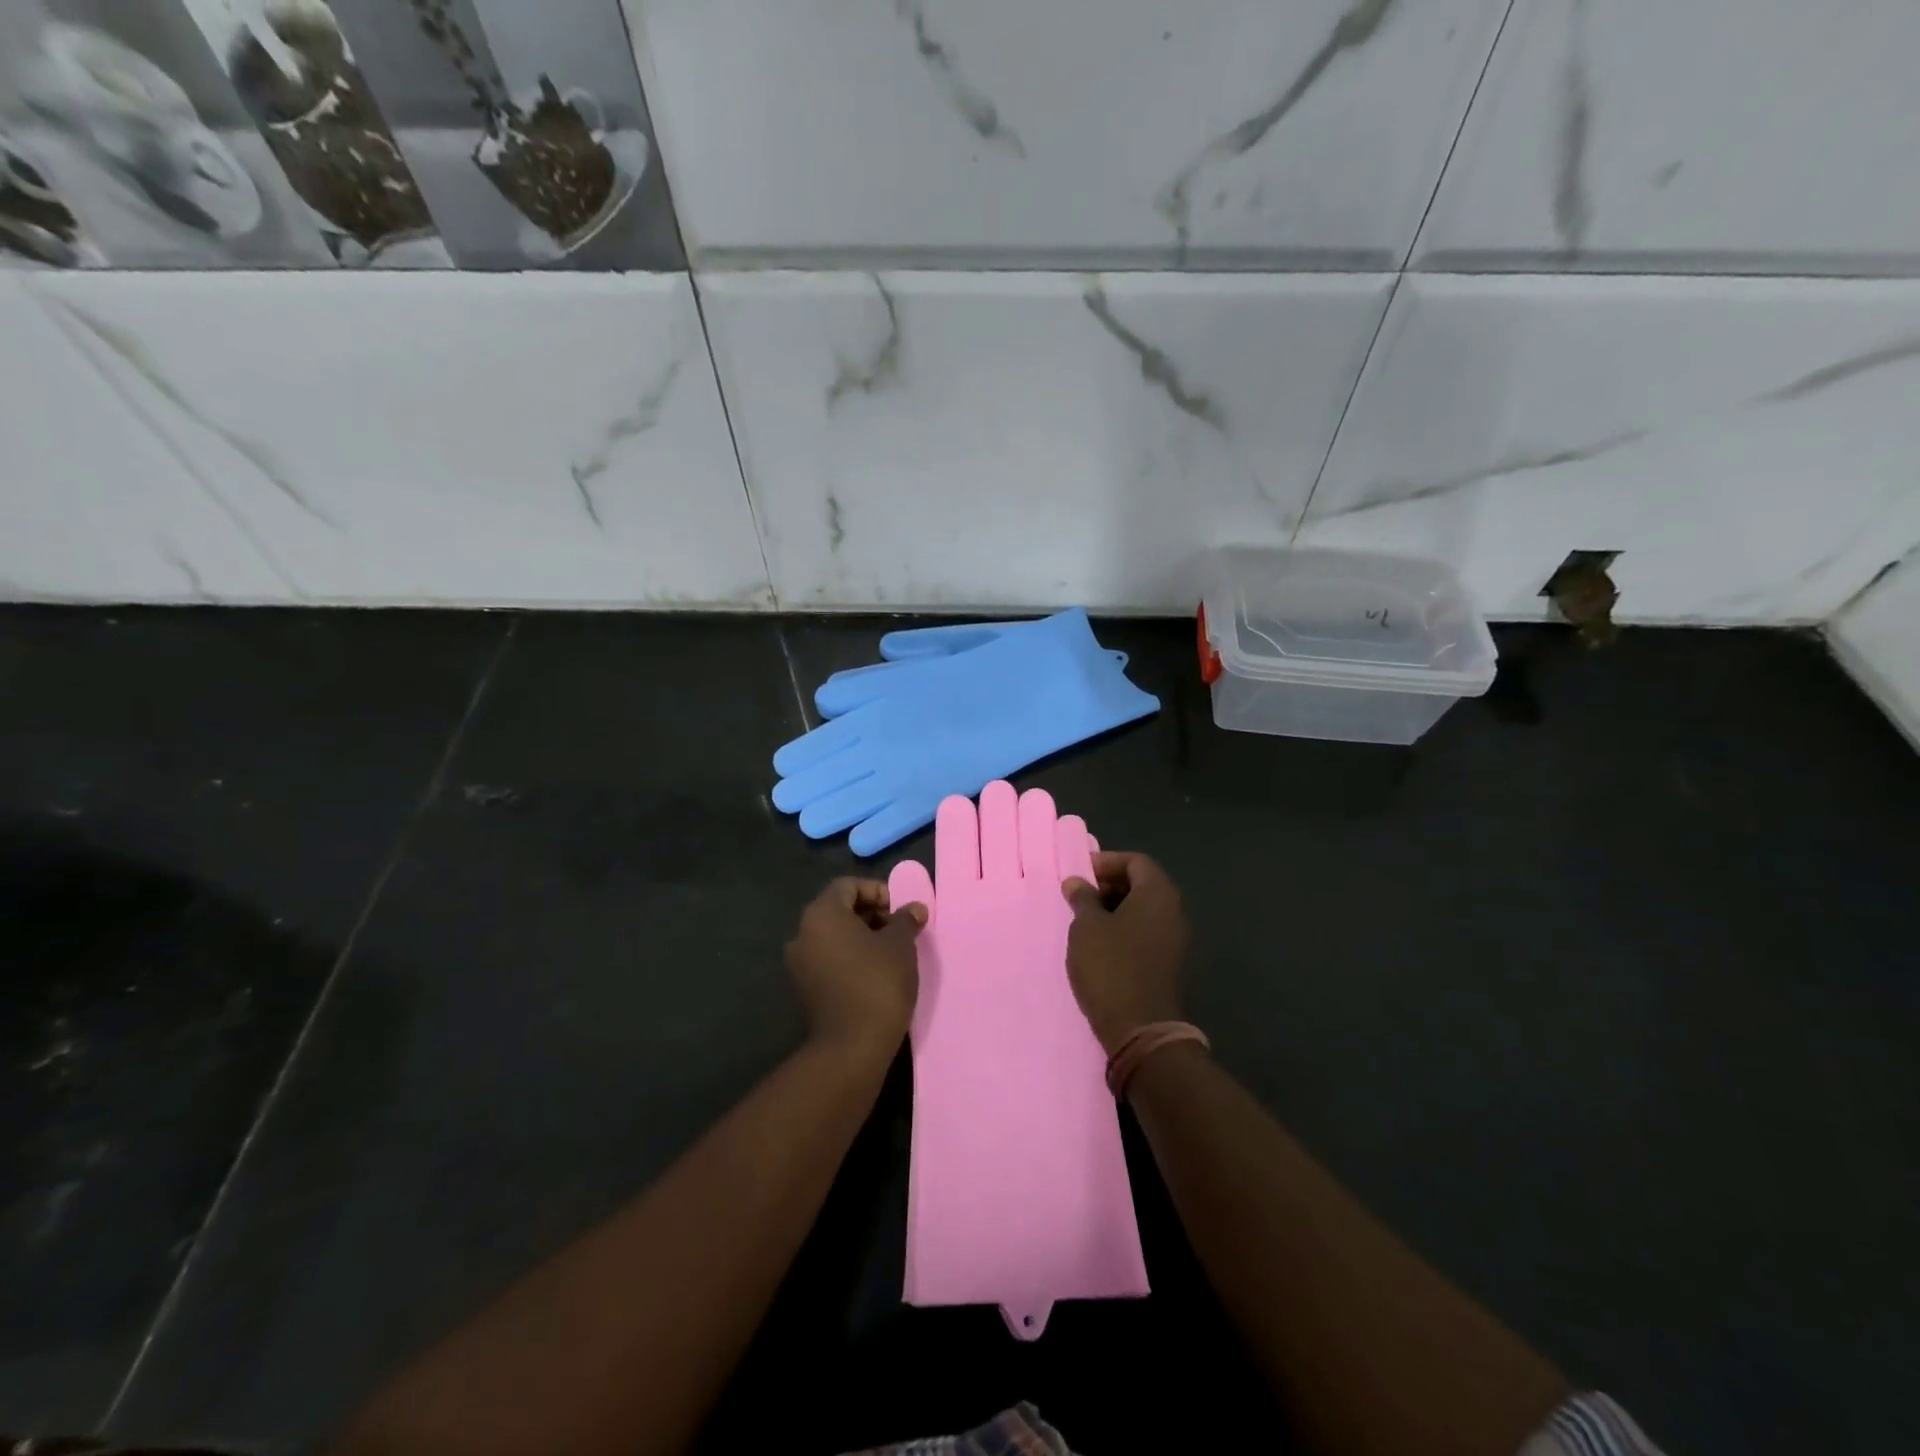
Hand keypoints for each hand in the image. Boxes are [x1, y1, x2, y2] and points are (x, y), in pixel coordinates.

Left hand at [785, 878, 924, 1056]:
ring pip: (834, 936)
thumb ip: (906, 920)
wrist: (852, 1046)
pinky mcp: (804, 988)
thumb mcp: (900, 945)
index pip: (848, 885)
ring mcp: (799, 963)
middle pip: (839, 909)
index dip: (878, 891)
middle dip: (872, 914)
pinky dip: (850, 957)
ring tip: (892, 952)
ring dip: (862, 937)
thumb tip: (914, 908)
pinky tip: (876, 973)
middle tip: (900, 929)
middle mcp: (803, 933)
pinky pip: (829, 959)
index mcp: (822, 914)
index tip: (900, 910)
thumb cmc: (878, 982)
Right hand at [1061, 851, 1188, 1055]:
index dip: (1106, 862)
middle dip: (1110, 884)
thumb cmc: (1111, 967)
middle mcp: (1174, 912)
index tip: (1079, 874)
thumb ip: (1082, 898)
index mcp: (1158, 894)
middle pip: (1143, 883)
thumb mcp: (1087, 927)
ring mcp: (1176, 940)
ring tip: (1084, 921)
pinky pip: (1147, 933)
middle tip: (1079, 896)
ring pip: (1144, 910)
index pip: (1136, 861)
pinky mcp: (1170, 965)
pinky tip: (1100, 945)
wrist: (1142, 1030)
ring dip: (1115, 908)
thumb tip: (1077, 882)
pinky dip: (1124, 929)